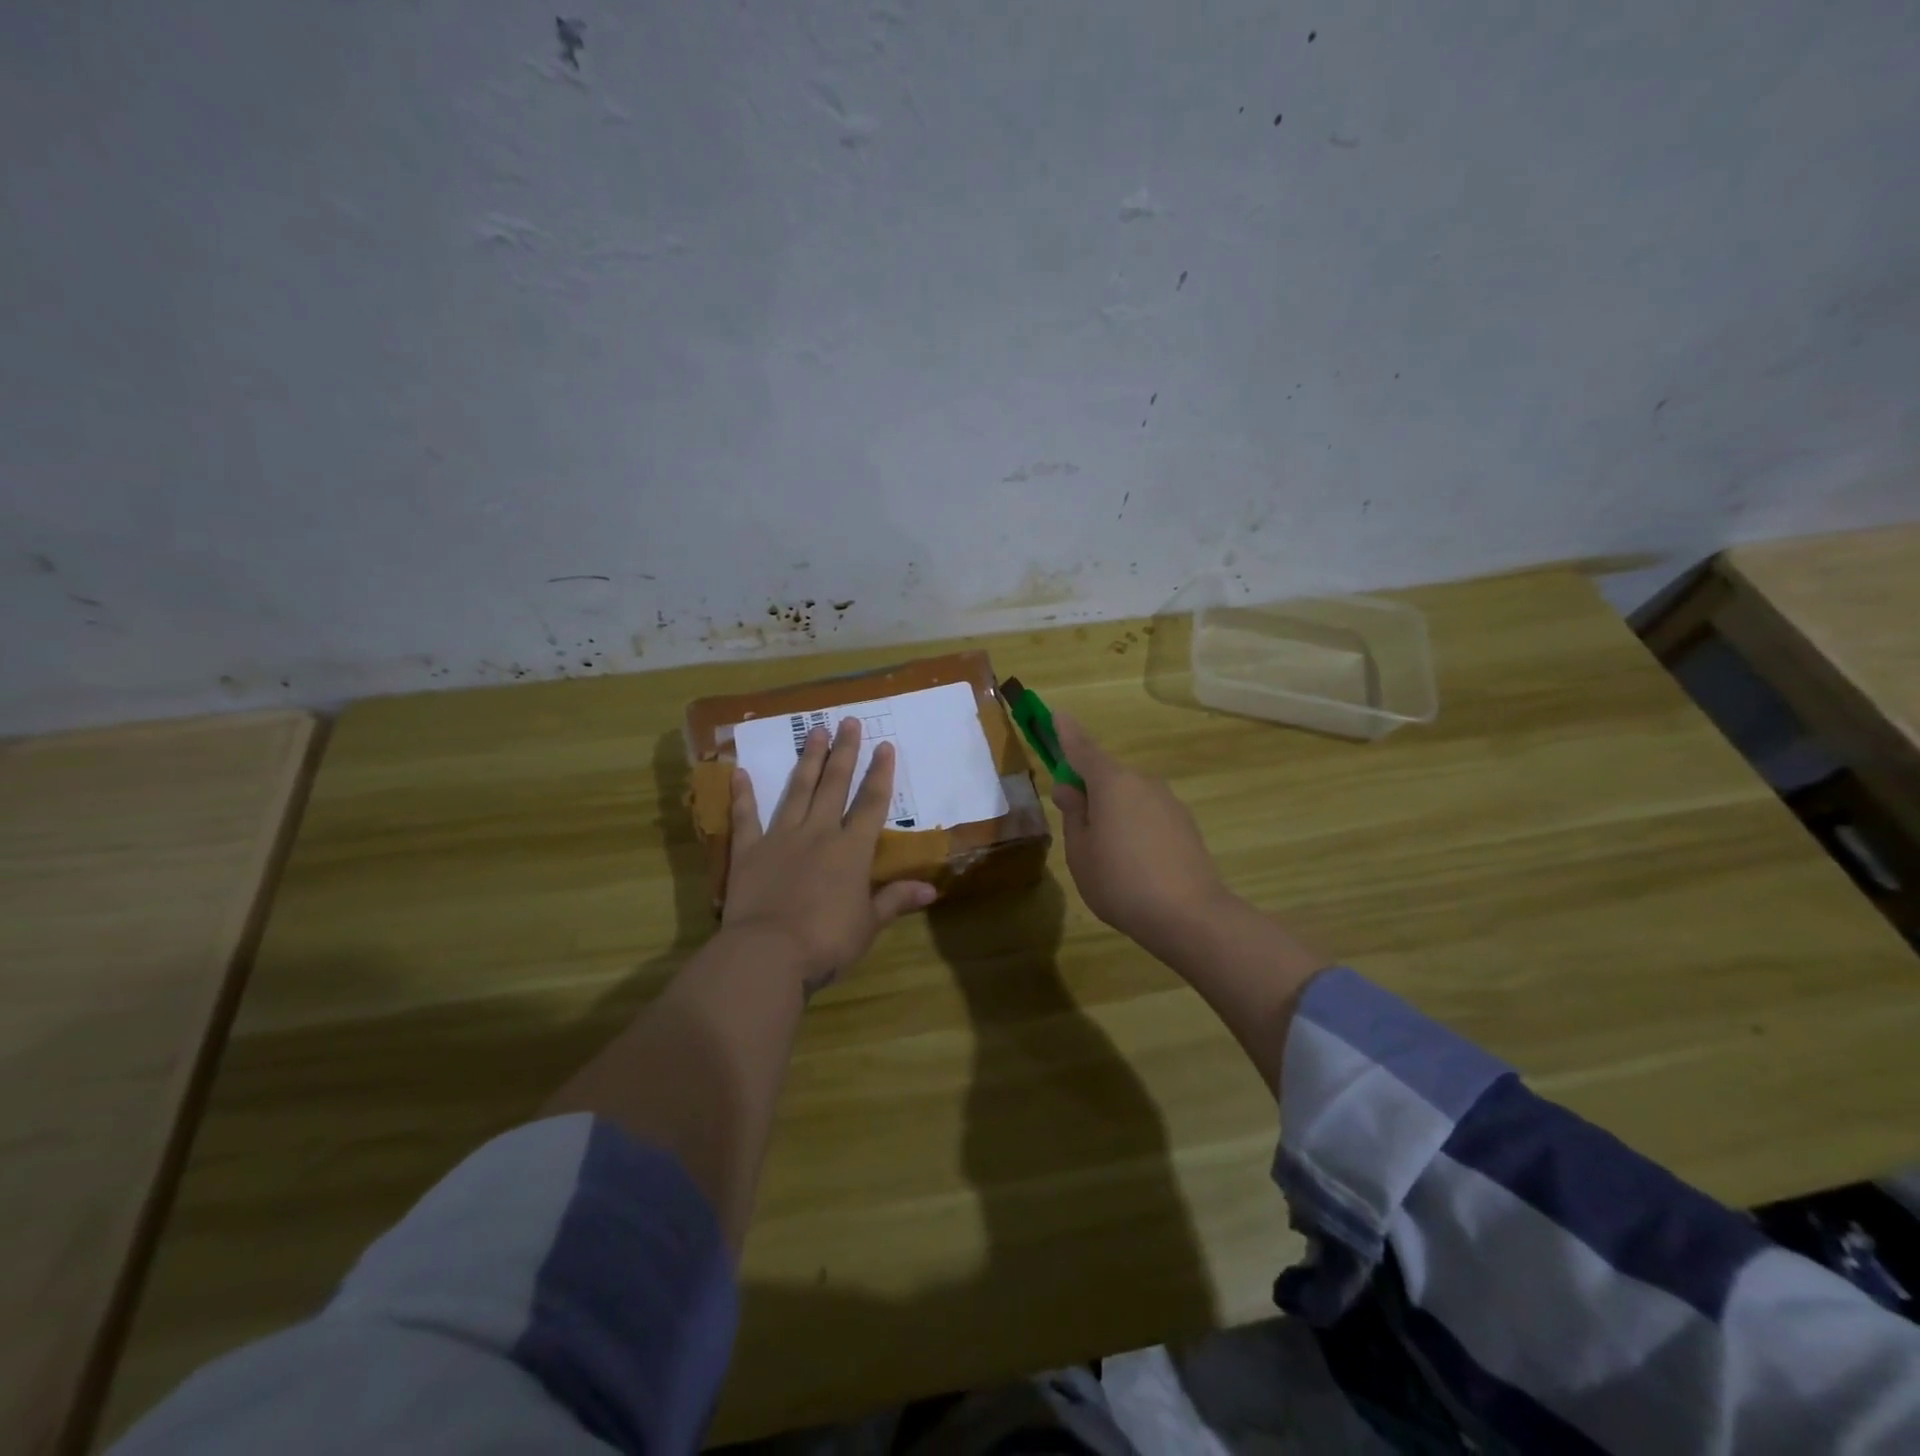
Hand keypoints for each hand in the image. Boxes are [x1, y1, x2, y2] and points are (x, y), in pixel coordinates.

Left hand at [722, 718, 935, 995]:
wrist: (768, 953)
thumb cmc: (826, 941)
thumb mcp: (869, 925)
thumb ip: (896, 900)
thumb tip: (932, 890)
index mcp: (851, 850)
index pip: (871, 803)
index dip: (880, 774)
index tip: (885, 745)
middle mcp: (818, 834)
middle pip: (834, 785)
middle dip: (844, 752)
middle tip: (848, 721)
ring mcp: (780, 838)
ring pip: (797, 790)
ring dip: (807, 760)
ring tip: (814, 732)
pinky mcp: (748, 852)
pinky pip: (746, 818)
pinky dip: (743, 795)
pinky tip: (741, 772)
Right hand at [1049, 712, 1235, 959]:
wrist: (1190, 916)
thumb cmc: (1120, 881)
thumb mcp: (1080, 851)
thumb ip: (1074, 815)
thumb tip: (1071, 789)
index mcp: (1112, 783)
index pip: (1082, 749)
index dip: (1067, 734)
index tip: (1057, 714)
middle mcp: (1143, 783)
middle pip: (1107, 777)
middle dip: (1089, 791)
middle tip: (1075, 825)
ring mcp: (1169, 803)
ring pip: (1129, 798)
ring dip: (1114, 813)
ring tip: (1107, 857)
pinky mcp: (1186, 825)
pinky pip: (1149, 816)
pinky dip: (1135, 828)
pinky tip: (1135, 865)